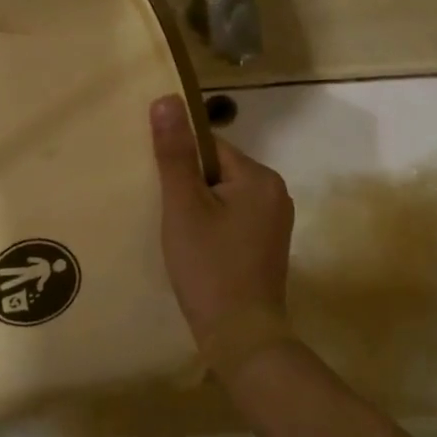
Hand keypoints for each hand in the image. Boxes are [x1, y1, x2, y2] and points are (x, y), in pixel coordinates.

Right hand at [150, 95, 293, 348]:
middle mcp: (276, 192)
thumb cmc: (210, 267)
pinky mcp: (268, 245)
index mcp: (260, 177)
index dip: (181, 164)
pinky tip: (197, 250)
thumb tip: (167, 98)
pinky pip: (234, 219)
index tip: (160, 189)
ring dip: (200, 208)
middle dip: (190, 187)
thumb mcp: (184, 207)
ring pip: (225, 197)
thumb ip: (175, 153)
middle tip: (166, 215)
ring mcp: (276, 221)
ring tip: (179, 234)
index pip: (211, 148)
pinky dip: (213, 227)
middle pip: (218, 171)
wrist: (242, 338)